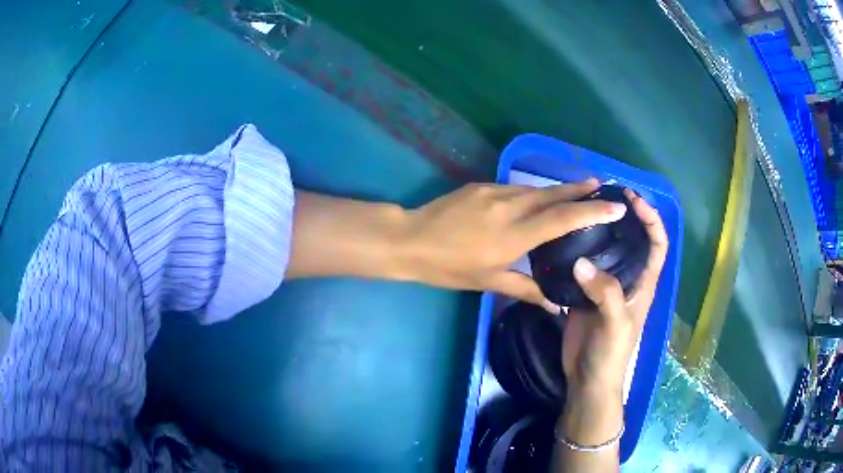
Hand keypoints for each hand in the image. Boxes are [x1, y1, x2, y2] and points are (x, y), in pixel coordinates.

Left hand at [286, 180, 624, 301]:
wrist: (409, 240)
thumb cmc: (448, 267)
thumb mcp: (488, 282)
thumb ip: (525, 289)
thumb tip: (554, 304)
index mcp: (515, 234)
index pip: (563, 219)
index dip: (592, 211)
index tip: (614, 205)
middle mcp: (510, 207)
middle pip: (553, 194)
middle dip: (580, 189)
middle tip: (603, 185)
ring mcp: (494, 192)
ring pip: (535, 188)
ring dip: (559, 188)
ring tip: (579, 188)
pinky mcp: (481, 186)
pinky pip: (516, 188)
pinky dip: (534, 191)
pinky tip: (539, 196)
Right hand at [556, 189, 667, 459]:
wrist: (588, 378)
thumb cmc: (612, 354)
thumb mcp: (615, 323)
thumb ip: (605, 292)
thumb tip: (581, 262)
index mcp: (644, 283)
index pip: (657, 244)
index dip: (651, 219)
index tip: (634, 199)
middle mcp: (628, 279)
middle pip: (632, 241)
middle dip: (625, 217)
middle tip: (604, 197)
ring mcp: (606, 286)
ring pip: (607, 251)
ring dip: (600, 232)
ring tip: (583, 212)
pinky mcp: (586, 295)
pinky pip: (584, 267)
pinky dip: (578, 252)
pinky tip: (564, 241)